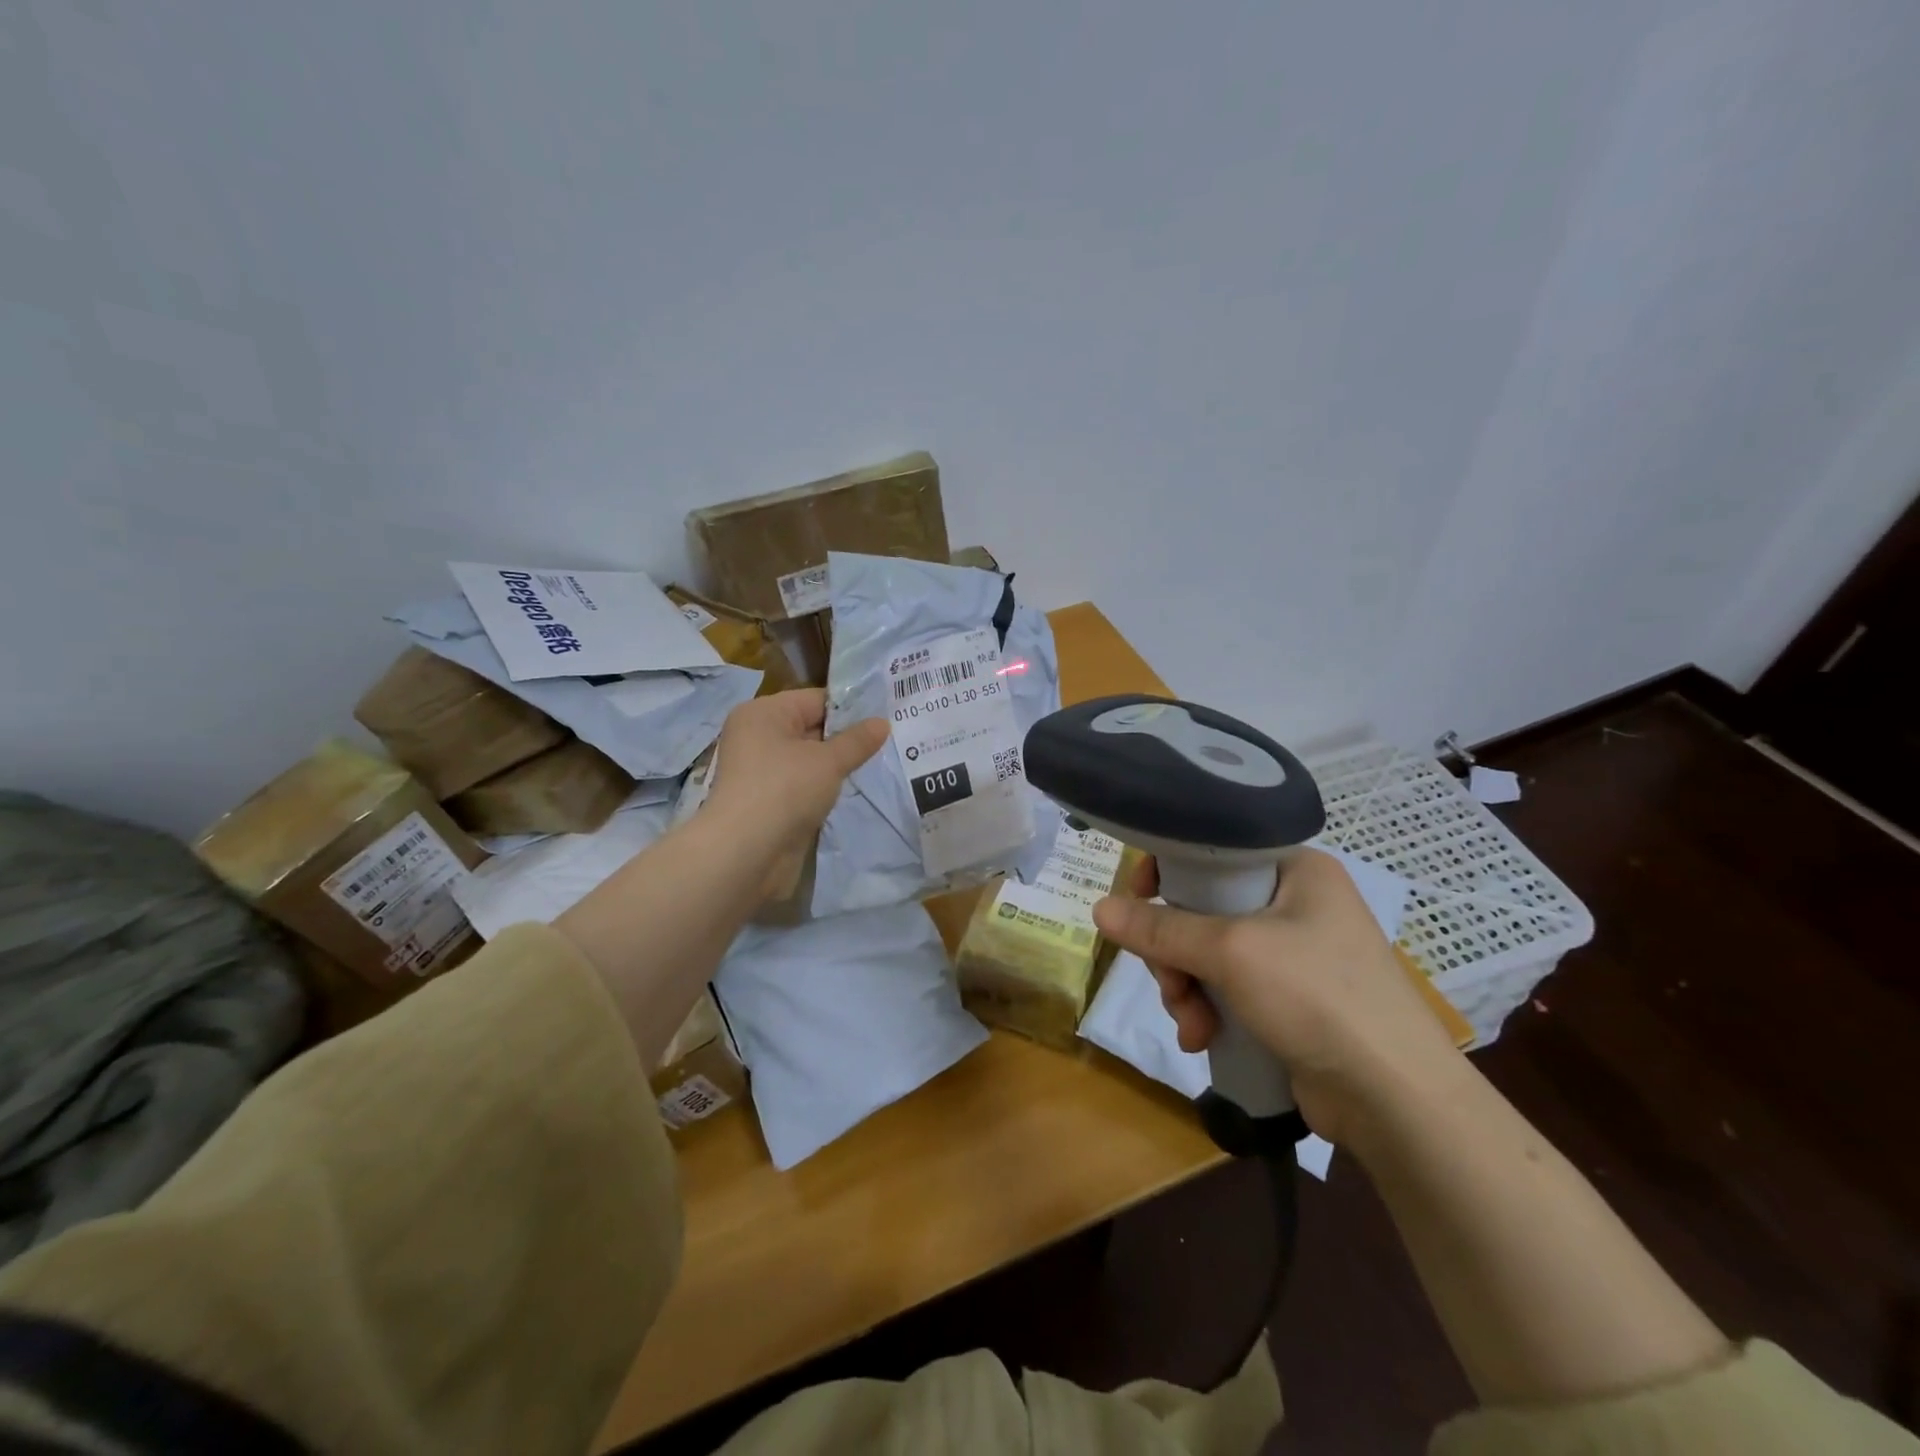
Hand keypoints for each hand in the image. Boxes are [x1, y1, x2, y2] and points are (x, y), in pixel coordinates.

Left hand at [702, 689, 888, 899]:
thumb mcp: (828, 761)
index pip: (816, 699)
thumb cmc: (784, 790)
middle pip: (811, 728)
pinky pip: (803, 785)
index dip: (851, 708)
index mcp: (764, 713)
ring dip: (837, 766)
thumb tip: (882, 722)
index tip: (886, 718)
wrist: (746, 854)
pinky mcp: (768, 801)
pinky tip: (851, 791)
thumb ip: (857, 741)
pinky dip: (823, 788)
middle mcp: (757, 736)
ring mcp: (761, 771)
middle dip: (847, 738)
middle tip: (889, 742)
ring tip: (876, 765)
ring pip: (809, 760)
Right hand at [1091, 849, 1466, 1147]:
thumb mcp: (1231, 952)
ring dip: (1186, 987)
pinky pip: (1225, 987)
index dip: (1168, 869)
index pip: (1213, 848)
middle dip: (1175, 951)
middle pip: (1202, 907)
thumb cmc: (1318, 997)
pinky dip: (1207, 1009)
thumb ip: (1161, 929)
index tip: (1137, 898)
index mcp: (1295, 869)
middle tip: (1170, 981)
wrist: (1396, 1100)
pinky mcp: (1288, 999)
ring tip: (1191, 1023)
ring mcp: (1293, 954)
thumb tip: (1098, 909)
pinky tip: (1201, 1039)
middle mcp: (1295, 902)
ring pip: (1208, 953)